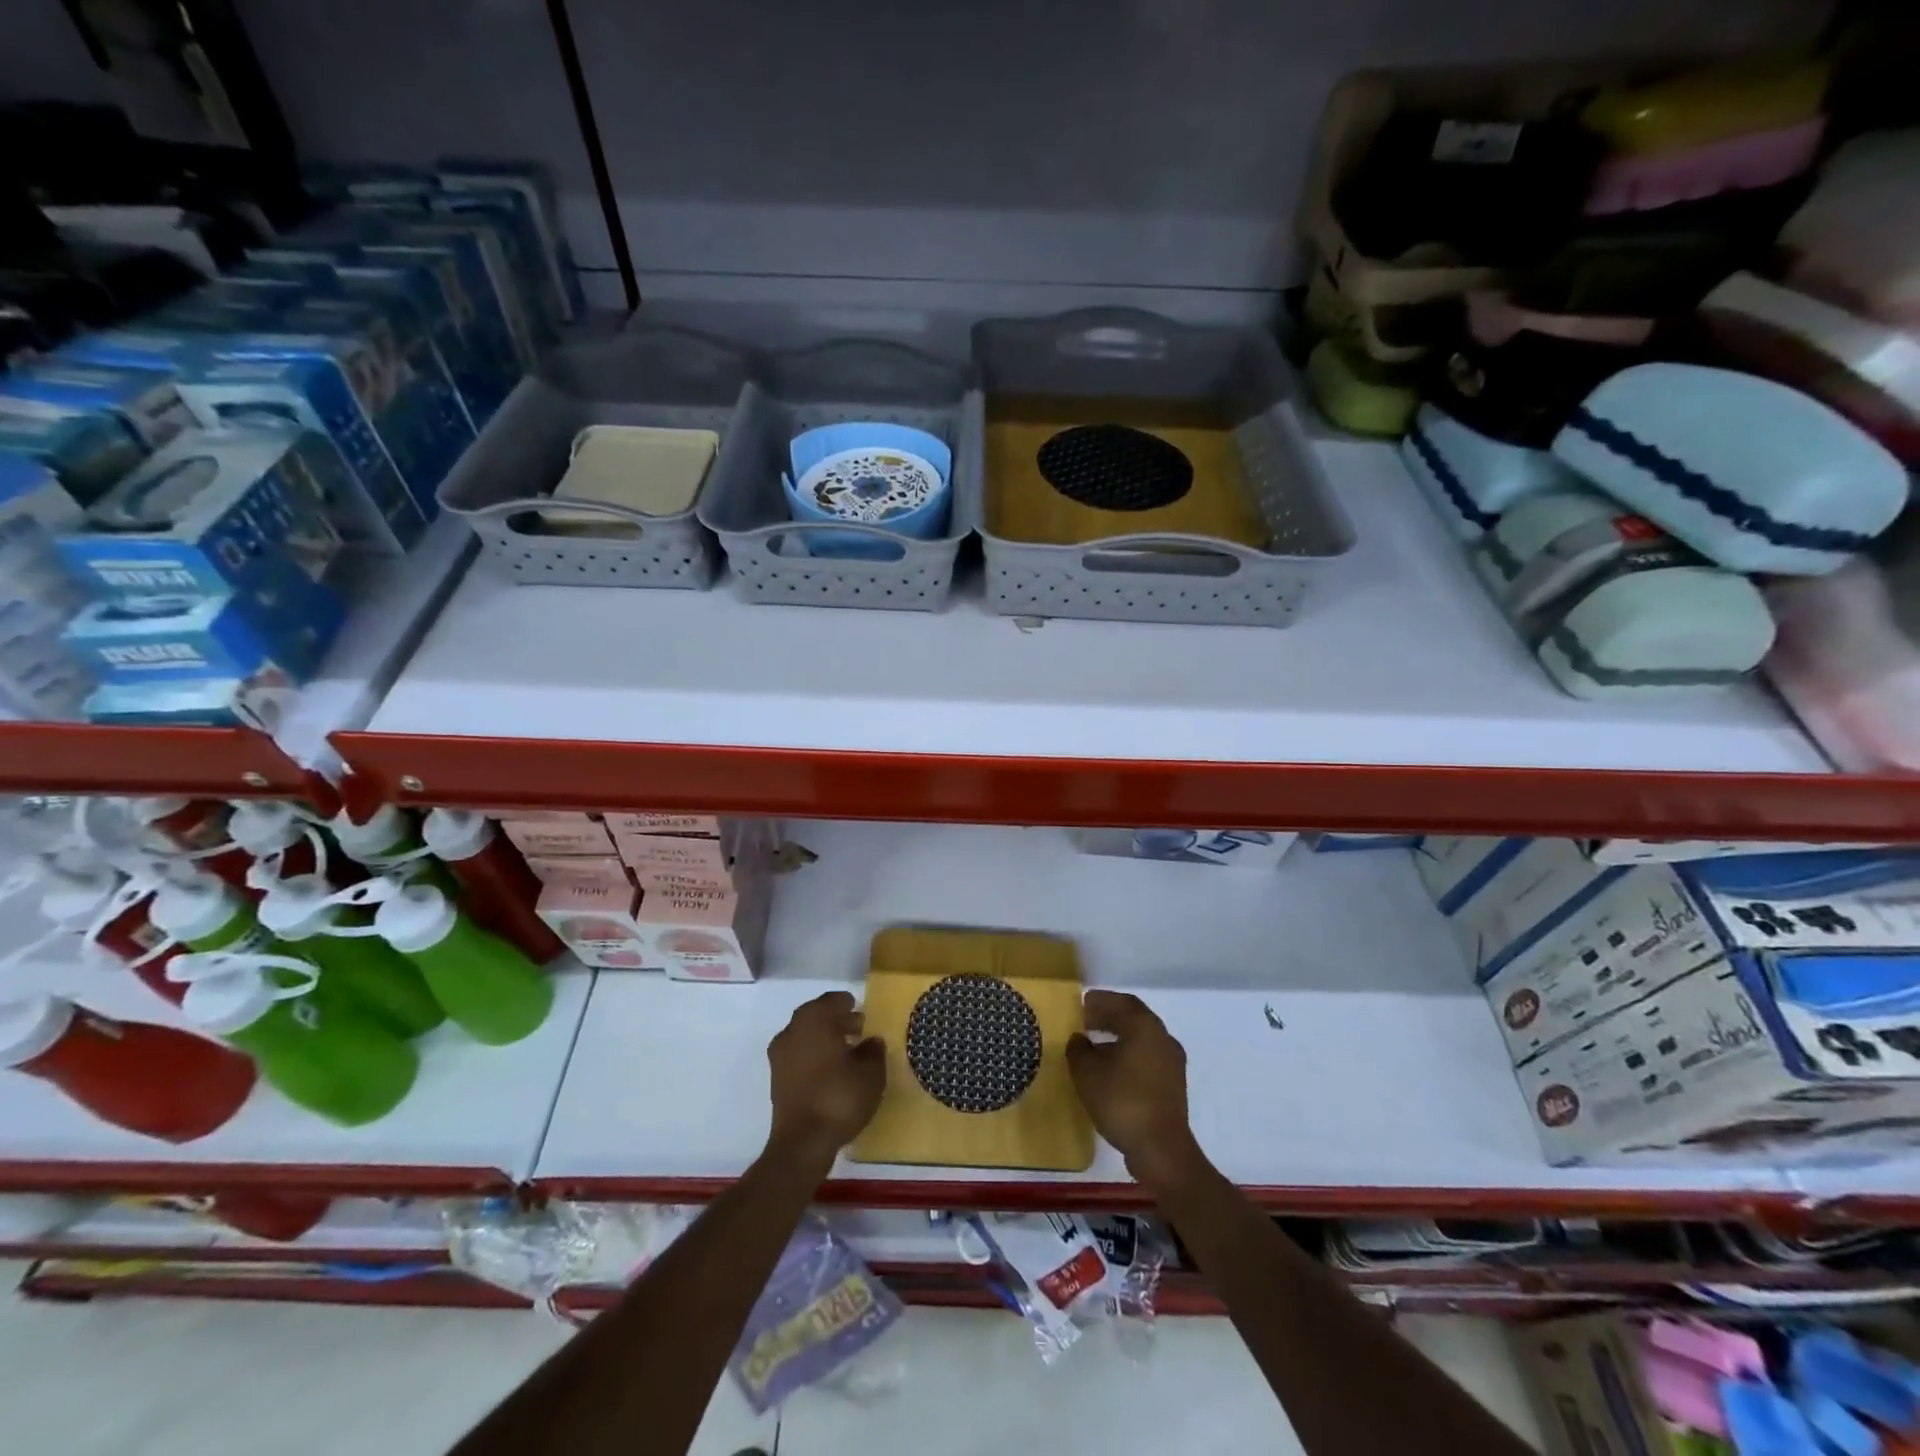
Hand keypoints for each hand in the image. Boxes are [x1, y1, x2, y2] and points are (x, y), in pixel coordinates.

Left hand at [766, 991, 885, 1165]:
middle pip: (817, 1016)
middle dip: (838, 1022)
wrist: (803, 1143)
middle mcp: (792, 1030)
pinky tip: (832, 1072)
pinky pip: (799, 1056)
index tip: (864, 1015)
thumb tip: (871, 1041)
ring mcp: (780, 1055)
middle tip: (860, 1031)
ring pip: (806, 1036)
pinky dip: (814, 1057)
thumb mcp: (871, 1073)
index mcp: (814, 1019)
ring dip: (825, 1040)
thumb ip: (873, 1051)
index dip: (850, 1006)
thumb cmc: (840, 1097)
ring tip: (848, 1053)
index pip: (834, 1000)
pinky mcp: (776, 1079)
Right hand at [1067, 990, 1204, 1191]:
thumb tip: (1079, 1040)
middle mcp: (1163, 1039)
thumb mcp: (1087, 1073)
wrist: (1161, 1150)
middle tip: (1084, 1022)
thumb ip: (1078, 1050)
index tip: (1081, 1005)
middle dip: (1108, 1017)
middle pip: (1134, 1019)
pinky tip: (1110, 1071)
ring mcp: (1172, 1063)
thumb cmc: (1122, 1101)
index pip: (1122, 1002)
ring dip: (1118, 1038)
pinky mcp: (1172, 1086)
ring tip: (1093, 1047)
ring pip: (1142, 1040)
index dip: (1100, 1001)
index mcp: (1145, 1027)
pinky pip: (1147, 1059)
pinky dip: (1128, 1056)